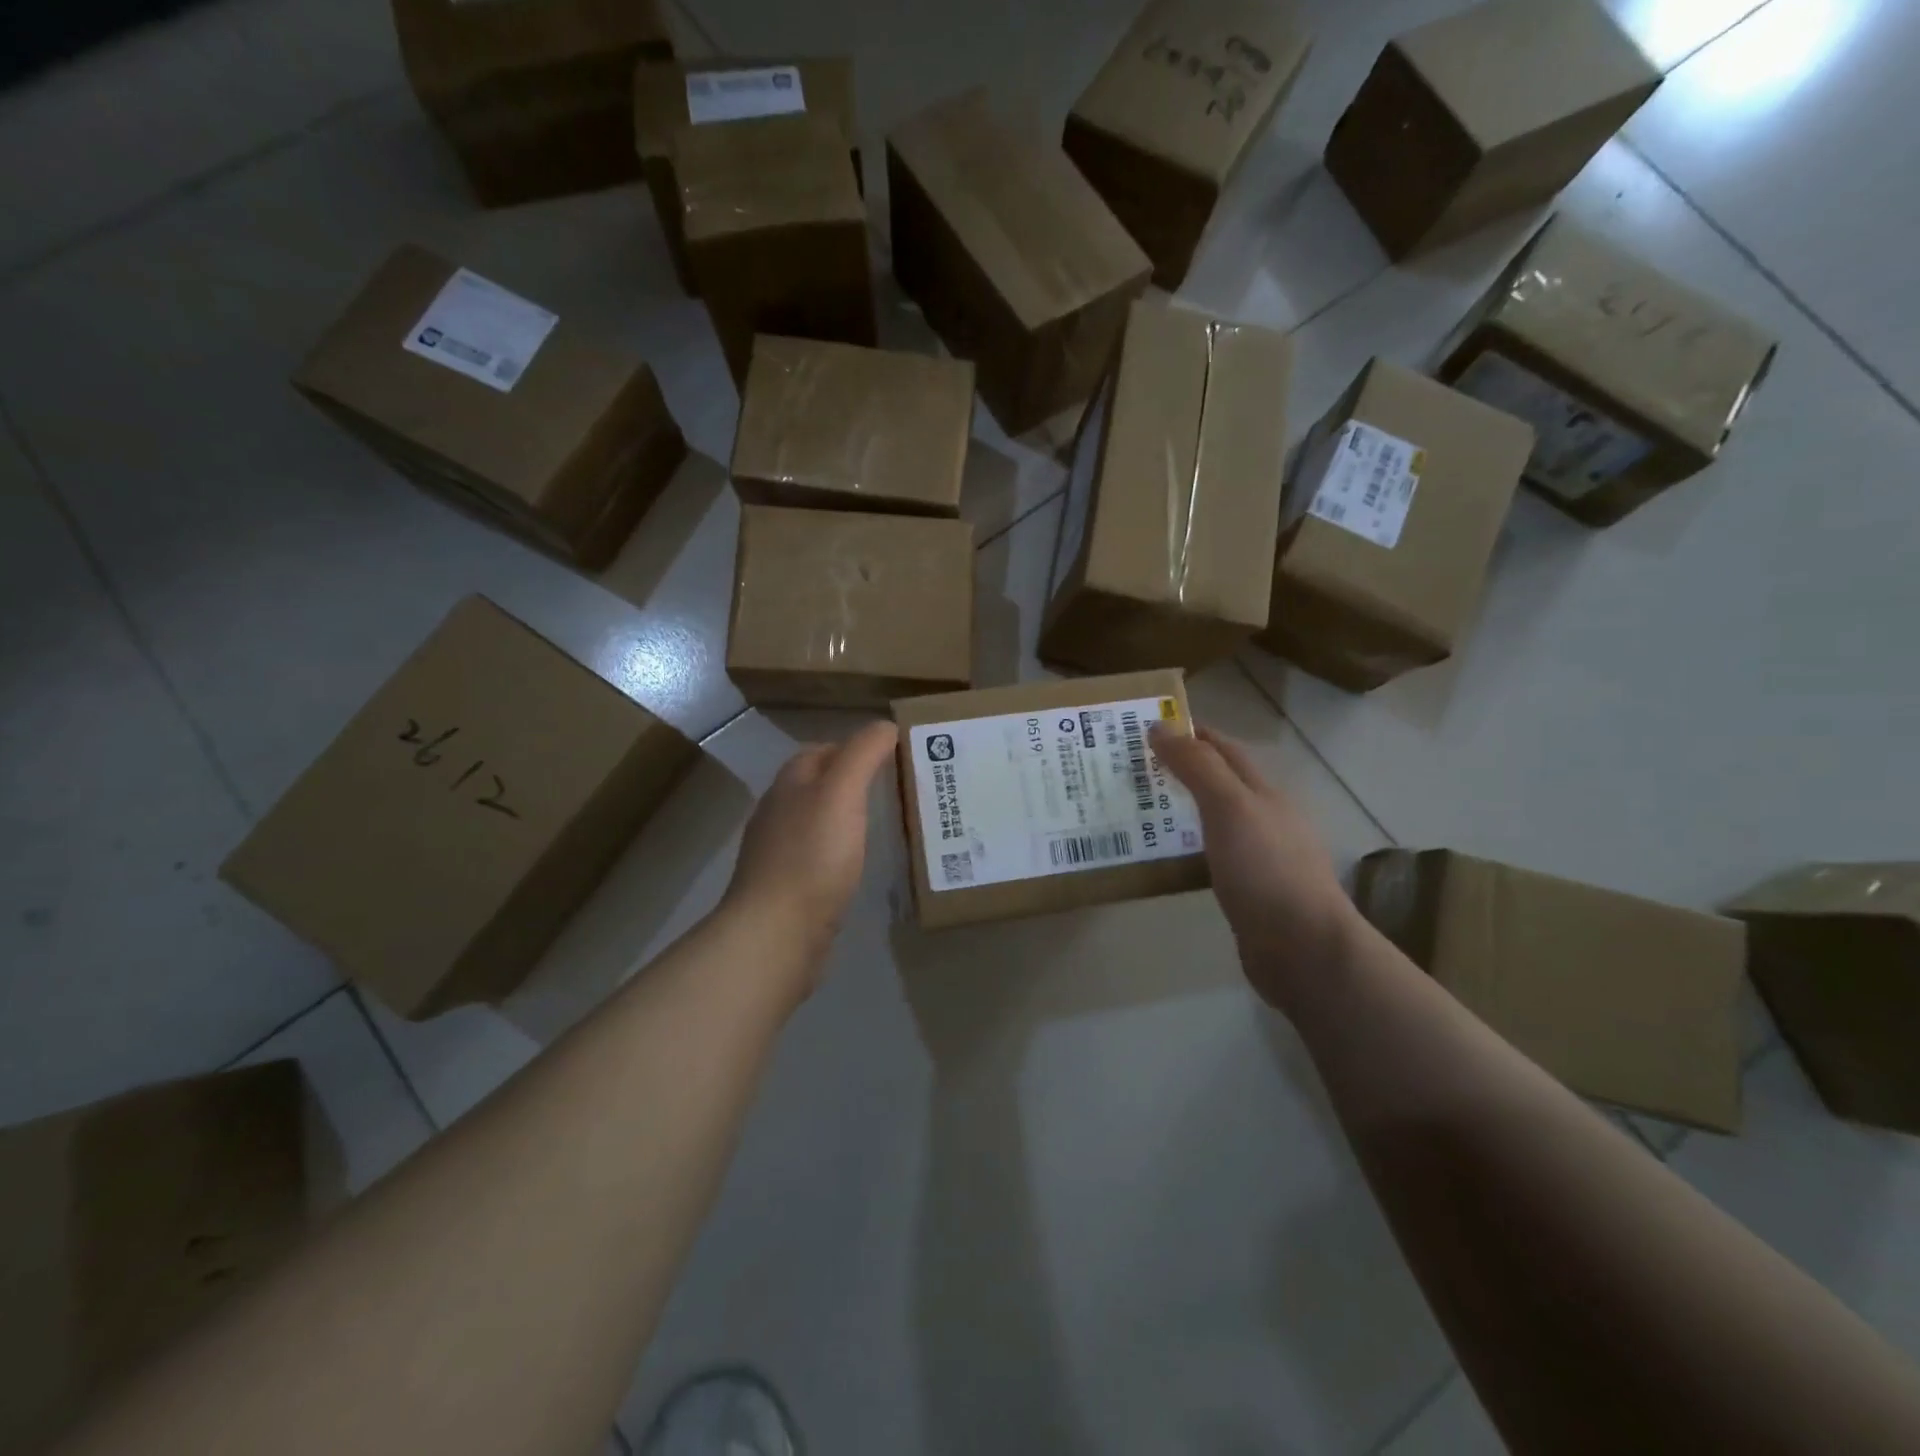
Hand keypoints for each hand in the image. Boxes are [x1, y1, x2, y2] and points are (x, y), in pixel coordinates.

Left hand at [722, 721, 898, 982]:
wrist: (777, 932)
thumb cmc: (812, 856)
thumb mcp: (842, 793)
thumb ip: (863, 755)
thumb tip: (884, 725)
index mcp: (790, 785)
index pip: (820, 751)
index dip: (853, 747)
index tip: (891, 756)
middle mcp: (778, 813)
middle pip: (816, 785)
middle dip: (850, 782)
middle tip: (894, 789)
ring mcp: (778, 852)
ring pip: (816, 822)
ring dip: (844, 818)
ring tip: (883, 825)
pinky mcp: (786, 888)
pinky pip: (816, 857)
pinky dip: (838, 852)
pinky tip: (858, 865)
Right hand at [1151, 723, 1359, 1011]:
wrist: (1303, 949)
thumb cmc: (1266, 870)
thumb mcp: (1230, 807)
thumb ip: (1198, 767)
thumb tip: (1160, 726)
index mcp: (1263, 792)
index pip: (1223, 749)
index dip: (1189, 733)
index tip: (1145, 727)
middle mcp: (1263, 818)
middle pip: (1217, 783)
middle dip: (1177, 771)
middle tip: (1129, 771)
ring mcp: (1258, 857)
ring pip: (1210, 821)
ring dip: (1177, 812)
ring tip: (1134, 812)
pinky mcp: (1247, 891)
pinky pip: (1207, 857)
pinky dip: (1182, 849)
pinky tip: (1160, 858)